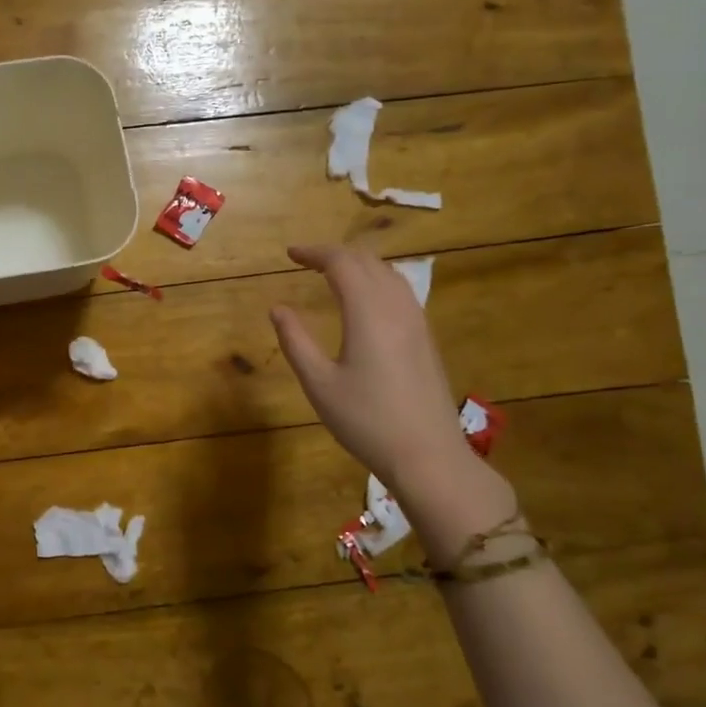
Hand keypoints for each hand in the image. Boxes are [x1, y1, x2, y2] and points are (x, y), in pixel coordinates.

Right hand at [271, 244, 517, 547]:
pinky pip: (400, 291)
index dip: (314, 252)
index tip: (290, 254)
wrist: (428, 454)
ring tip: (332, 275)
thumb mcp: (319, 384)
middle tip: (306, 262)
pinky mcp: (425, 337)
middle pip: (367, 261)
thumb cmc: (366, 420)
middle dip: (335, 254)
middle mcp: (396, 306)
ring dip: (358, 265)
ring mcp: (416, 321)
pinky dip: (376, 281)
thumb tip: (278, 309)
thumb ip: (296, 341)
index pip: (341, 262)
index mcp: (368, 312)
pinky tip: (364, 301)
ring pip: (388, 273)